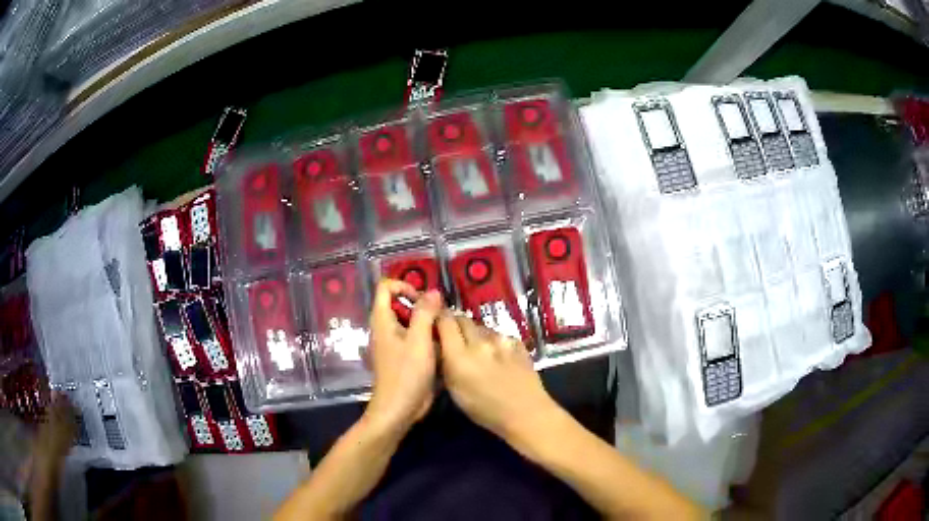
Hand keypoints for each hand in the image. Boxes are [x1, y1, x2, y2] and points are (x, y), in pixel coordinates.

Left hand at [365, 279, 442, 431]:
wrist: (399, 409)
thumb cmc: (406, 374)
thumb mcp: (419, 341)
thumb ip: (425, 313)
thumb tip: (434, 291)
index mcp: (383, 320)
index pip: (386, 287)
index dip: (405, 286)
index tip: (424, 300)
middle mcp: (387, 328)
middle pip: (401, 304)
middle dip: (423, 306)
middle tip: (442, 316)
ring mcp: (395, 343)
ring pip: (412, 322)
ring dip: (429, 323)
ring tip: (446, 331)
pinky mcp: (405, 357)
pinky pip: (417, 339)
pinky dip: (430, 339)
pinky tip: (445, 347)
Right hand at [437, 313, 558, 441]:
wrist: (526, 413)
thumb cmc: (485, 410)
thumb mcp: (454, 391)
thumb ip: (445, 364)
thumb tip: (440, 346)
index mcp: (459, 355)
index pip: (444, 321)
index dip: (439, 320)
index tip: (436, 327)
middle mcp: (479, 342)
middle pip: (463, 319)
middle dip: (456, 324)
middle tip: (454, 338)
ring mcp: (501, 340)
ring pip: (482, 327)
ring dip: (475, 334)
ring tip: (477, 350)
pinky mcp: (517, 342)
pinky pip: (499, 335)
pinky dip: (494, 341)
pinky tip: (498, 356)